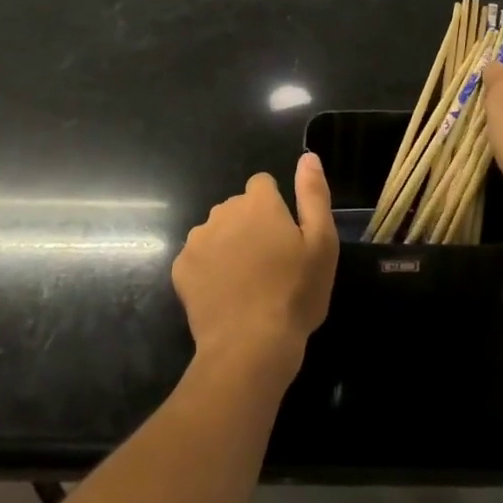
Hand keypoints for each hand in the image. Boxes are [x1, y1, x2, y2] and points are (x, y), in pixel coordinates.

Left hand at [172, 153, 338, 375]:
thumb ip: (313, 194)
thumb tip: (308, 156)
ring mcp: (198, 240)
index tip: (284, 236)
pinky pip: (198, 258)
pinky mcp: (181, 268)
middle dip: (250, 225)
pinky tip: (223, 295)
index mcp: (258, 203)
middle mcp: (223, 211)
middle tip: (269, 264)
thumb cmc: (294, 293)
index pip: (262, 184)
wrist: (249, 346)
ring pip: (216, 231)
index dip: (275, 207)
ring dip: (228, 245)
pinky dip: (208, 270)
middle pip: (237, 208)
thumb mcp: (321, 243)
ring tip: (246, 282)